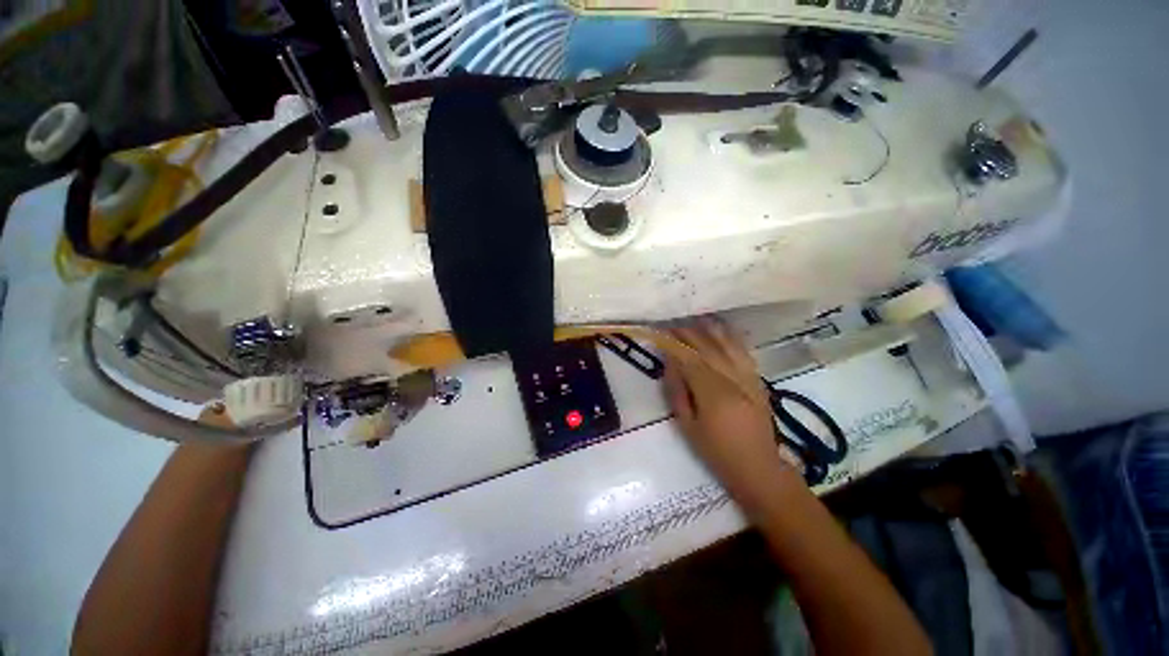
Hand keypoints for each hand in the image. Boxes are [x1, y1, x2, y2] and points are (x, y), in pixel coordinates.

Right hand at [663, 319, 804, 511]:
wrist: (758, 467)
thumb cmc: (716, 451)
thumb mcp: (687, 426)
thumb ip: (677, 392)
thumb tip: (670, 364)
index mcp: (712, 394)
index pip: (689, 359)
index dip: (674, 344)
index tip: (660, 333)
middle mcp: (732, 380)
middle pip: (707, 348)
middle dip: (688, 333)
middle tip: (672, 324)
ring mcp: (749, 378)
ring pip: (728, 345)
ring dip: (710, 330)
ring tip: (695, 319)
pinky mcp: (758, 380)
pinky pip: (744, 352)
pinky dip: (731, 337)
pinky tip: (722, 329)